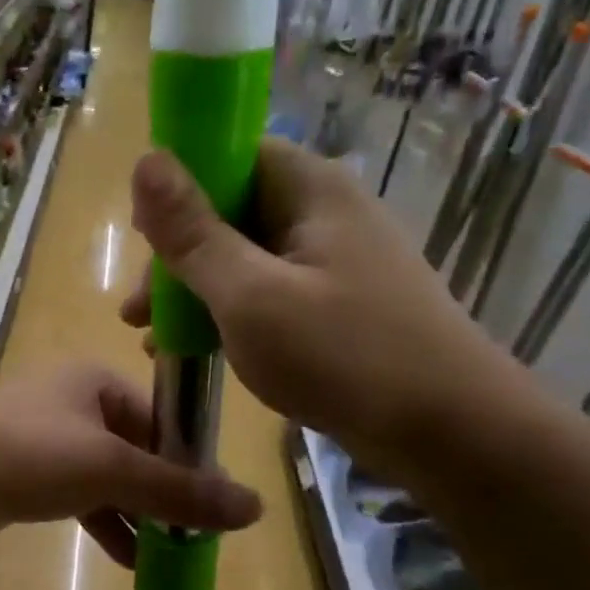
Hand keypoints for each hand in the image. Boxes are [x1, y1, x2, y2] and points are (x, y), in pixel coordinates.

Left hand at [0, 364, 261, 565]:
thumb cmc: (26, 454)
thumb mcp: (108, 468)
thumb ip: (178, 489)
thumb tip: (256, 507)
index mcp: (97, 381)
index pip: (163, 418)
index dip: (191, 462)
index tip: (216, 508)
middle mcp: (75, 402)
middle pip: (139, 448)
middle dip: (165, 493)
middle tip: (196, 536)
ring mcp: (48, 438)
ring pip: (110, 476)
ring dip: (138, 512)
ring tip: (170, 553)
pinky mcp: (28, 472)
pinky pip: (80, 495)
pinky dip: (105, 521)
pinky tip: (130, 559)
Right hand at [121, 139, 525, 482]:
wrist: (452, 435)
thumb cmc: (344, 356)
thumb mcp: (250, 296)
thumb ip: (193, 233)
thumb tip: (146, 159)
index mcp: (310, 190)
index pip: (230, 154)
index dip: (179, 187)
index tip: (142, 238)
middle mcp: (324, 212)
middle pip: (231, 209)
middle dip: (177, 255)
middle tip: (137, 310)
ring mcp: (333, 261)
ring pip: (243, 257)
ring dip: (194, 290)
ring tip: (154, 338)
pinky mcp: (336, 304)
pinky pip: (266, 292)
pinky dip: (227, 313)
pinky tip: (196, 350)